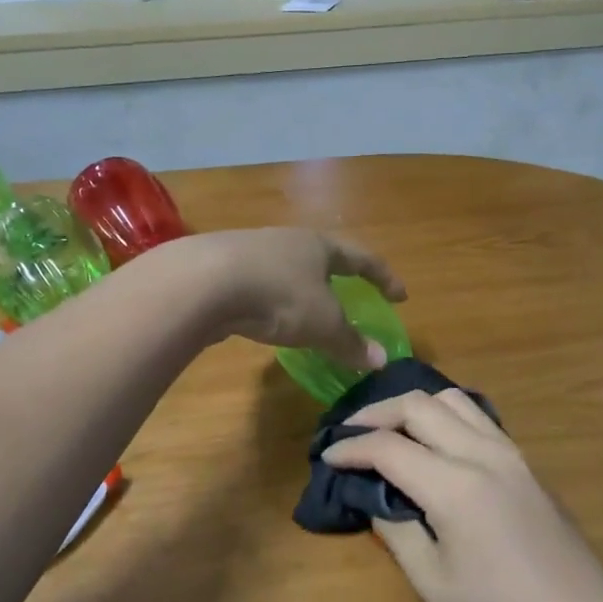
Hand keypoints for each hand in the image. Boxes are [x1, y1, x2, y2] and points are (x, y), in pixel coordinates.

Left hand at [171, 229, 404, 370]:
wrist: (201, 282)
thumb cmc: (278, 295)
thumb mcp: (322, 324)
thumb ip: (351, 342)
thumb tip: (382, 360)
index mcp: (319, 246)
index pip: (362, 259)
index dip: (384, 278)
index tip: (401, 296)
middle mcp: (287, 241)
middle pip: (321, 257)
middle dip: (337, 278)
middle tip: (351, 296)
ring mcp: (250, 250)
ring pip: (286, 269)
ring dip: (301, 289)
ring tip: (306, 311)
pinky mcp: (221, 268)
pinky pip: (258, 284)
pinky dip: (271, 300)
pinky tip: (264, 318)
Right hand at [322, 390, 602, 601]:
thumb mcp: (434, 584)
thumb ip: (396, 531)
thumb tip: (375, 499)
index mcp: (455, 485)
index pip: (388, 446)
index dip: (351, 447)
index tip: (327, 455)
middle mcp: (482, 454)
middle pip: (420, 406)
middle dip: (378, 412)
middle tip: (351, 433)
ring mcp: (511, 454)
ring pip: (453, 400)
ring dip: (414, 406)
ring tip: (390, 429)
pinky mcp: (527, 464)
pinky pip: (478, 418)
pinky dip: (446, 415)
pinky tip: (435, 441)